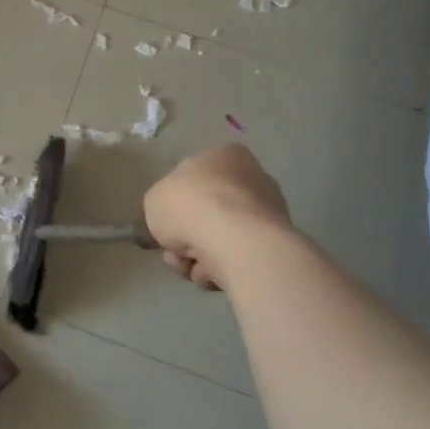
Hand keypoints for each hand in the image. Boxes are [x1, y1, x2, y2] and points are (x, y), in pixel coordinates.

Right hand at [143, 145, 293, 292]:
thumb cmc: (189, 205)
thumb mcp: (154, 200)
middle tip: (175, 251)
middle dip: (188, 237)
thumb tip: (173, 223)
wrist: (235, 240)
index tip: (167, 224)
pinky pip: (238, 257)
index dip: (176, 204)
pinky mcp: (275, 244)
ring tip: (192, 266)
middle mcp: (252, 178)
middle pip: (207, 213)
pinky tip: (213, 273)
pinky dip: (222, 268)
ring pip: (220, 239)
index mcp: (224, 156)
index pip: (195, 179)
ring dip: (200, 257)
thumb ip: (161, 207)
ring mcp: (268, 212)